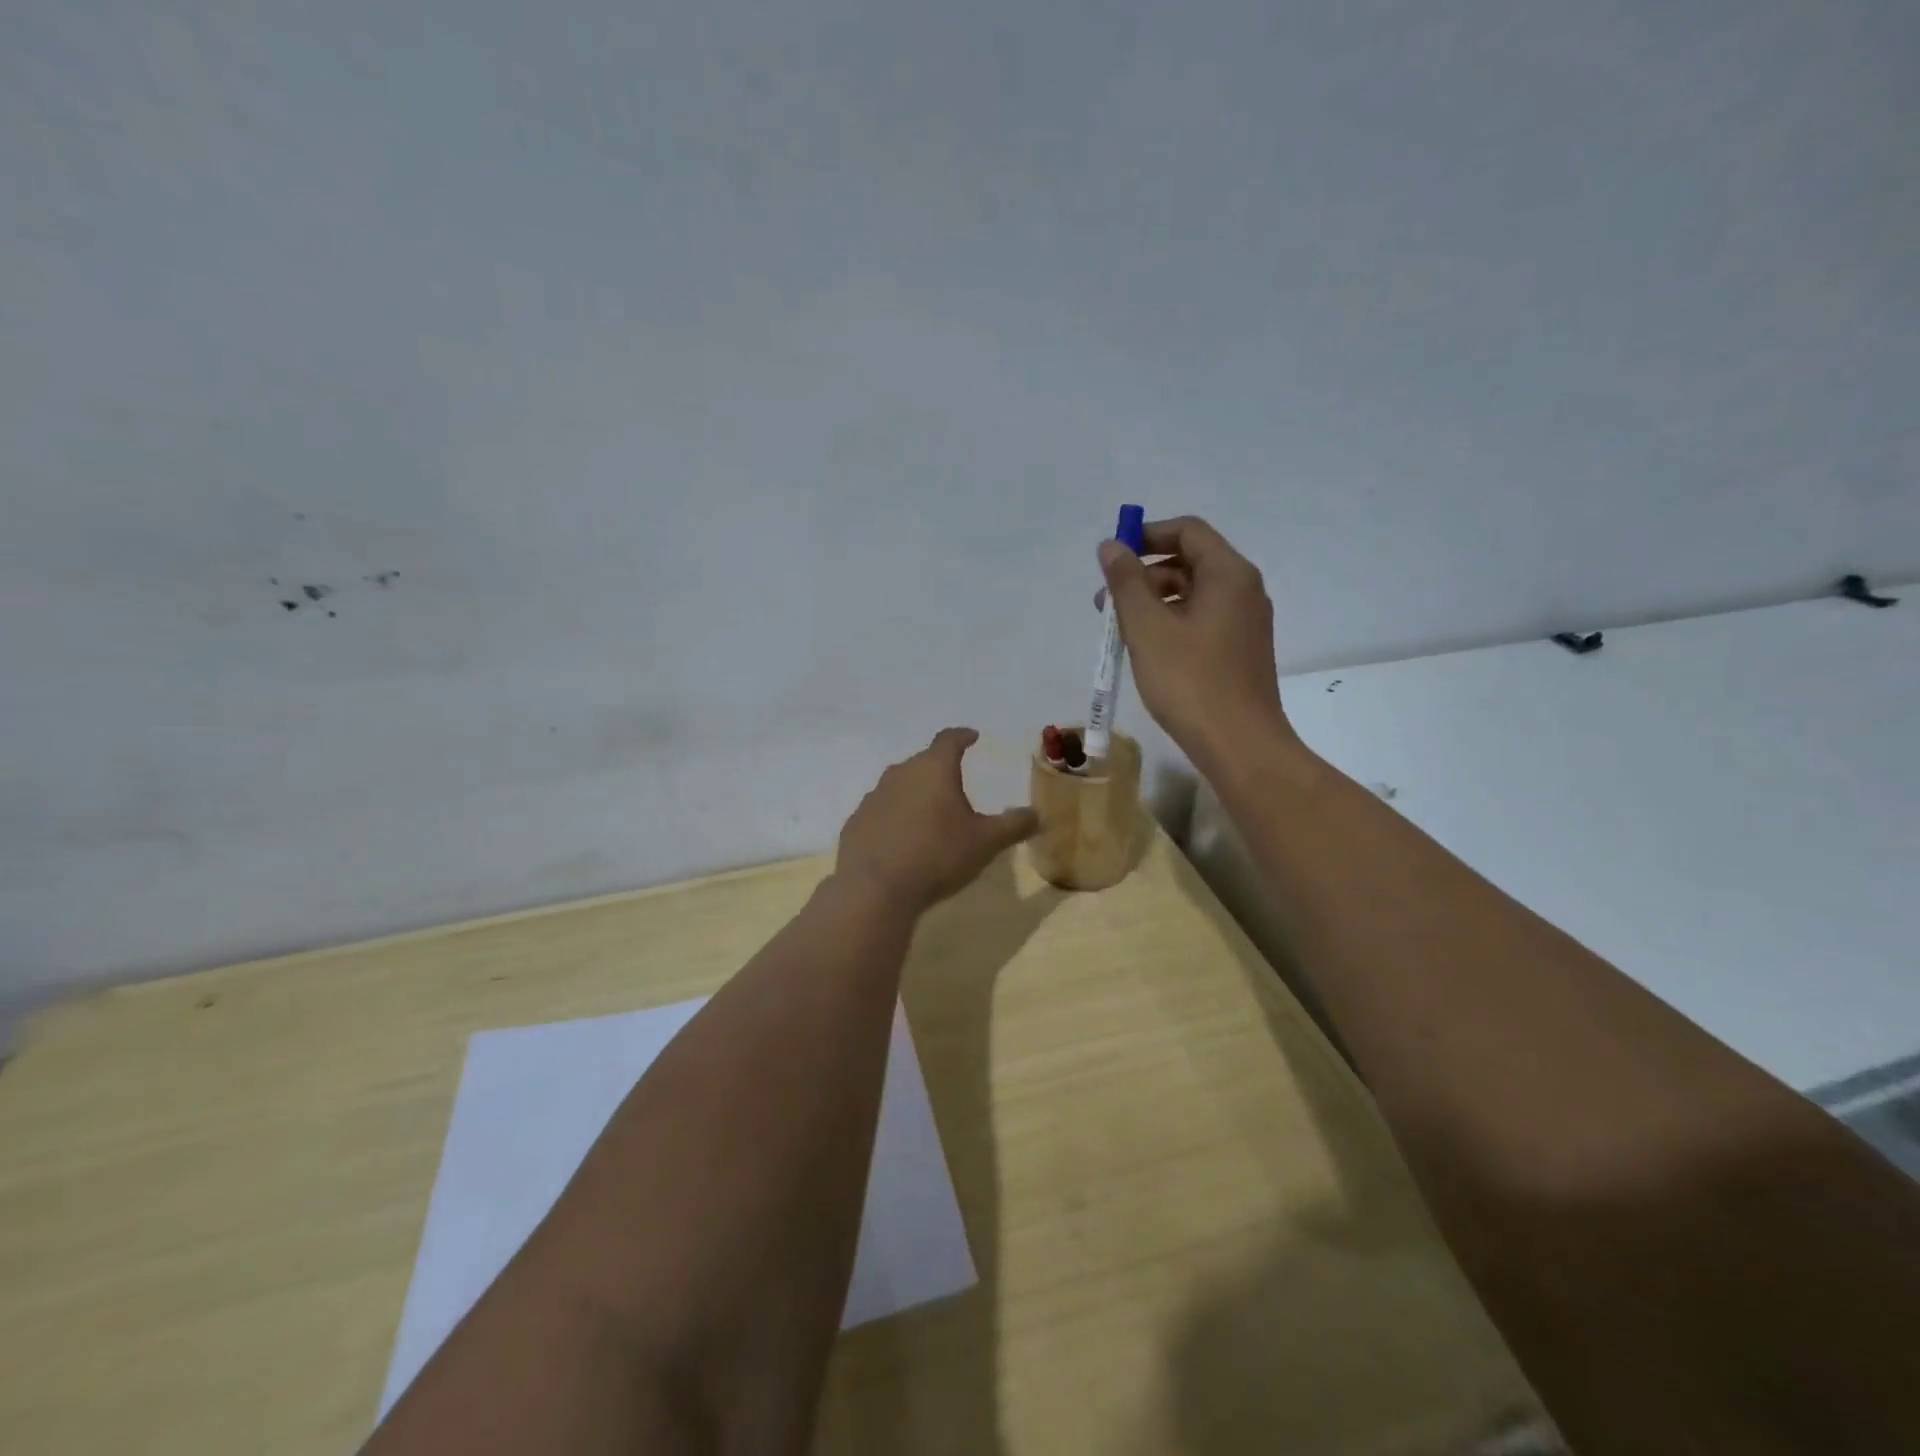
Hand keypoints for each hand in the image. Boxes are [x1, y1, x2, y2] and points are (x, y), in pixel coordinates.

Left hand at [835, 728, 1038, 912]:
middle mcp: (900, 774)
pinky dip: (894, 819)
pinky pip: (881, 812)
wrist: (875, 888)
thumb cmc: (937, 856)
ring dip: (915, 794)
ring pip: (899, 786)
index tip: (971, 736)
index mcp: (934, 769)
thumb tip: (1038, 814)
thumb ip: (1013, 825)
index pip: (949, 740)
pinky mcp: (856, 823)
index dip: (962, 736)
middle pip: (922, 762)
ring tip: (929, 814)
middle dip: (939, 769)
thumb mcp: (986, 842)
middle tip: (954, 784)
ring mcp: (873, 797)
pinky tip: (901, 840)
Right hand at [1096, 516, 1293, 769]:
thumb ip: (1125, 582)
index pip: (1187, 531)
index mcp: (1228, 574)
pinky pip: (1201, 621)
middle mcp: (1243, 590)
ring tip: (1118, 632)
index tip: (1112, 558)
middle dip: (1143, 575)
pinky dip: (1171, 624)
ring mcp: (1245, 623)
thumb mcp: (1147, 628)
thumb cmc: (1190, 681)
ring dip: (1152, 602)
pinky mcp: (1240, 651)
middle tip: (1105, 604)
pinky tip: (1146, 651)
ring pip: (1192, 595)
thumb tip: (1111, 546)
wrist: (1240, 744)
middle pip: (1189, 561)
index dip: (1146, 536)